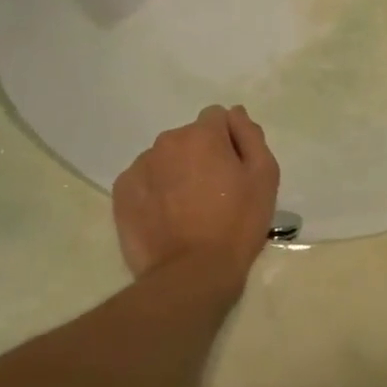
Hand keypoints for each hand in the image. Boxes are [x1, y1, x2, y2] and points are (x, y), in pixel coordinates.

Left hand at [112, 105, 280, 299]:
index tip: (234, 169)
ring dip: (177, 172)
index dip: (230, 141)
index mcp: (201, 135)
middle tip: (215, 192)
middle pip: (189, 138)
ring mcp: (139, 168)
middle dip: (202, 155)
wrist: (192, 273)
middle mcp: (166, 142)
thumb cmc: (237, 223)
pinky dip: (156, 191)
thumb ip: (251, 136)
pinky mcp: (121, 193)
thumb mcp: (264, 176)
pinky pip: (145, 180)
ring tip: (189, 208)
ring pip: (165, 159)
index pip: (217, 117)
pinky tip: (168, 217)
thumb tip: (236, 113)